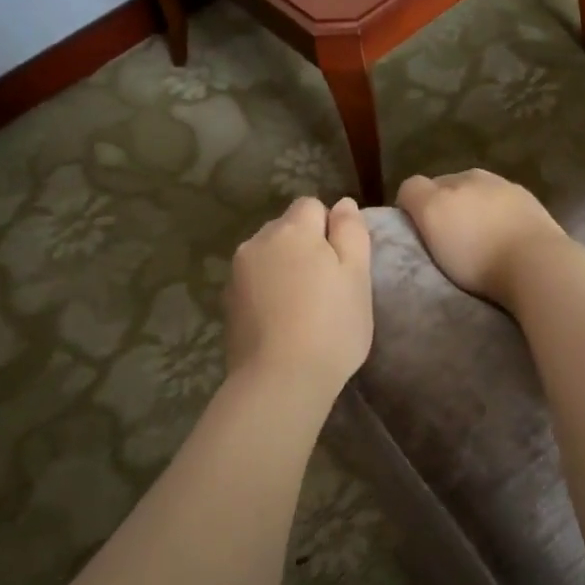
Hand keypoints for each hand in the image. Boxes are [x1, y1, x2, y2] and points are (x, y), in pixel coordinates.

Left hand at [226, 196, 372, 398]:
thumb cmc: (331, 326)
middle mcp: (257, 242)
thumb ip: (351, 232)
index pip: (312, 206)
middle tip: (327, 288)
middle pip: (286, 230)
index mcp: (292, 230)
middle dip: (305, 247)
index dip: (330, 229)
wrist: (280, 380)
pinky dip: (267, 293)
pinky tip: (281, 323)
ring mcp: (236, 274)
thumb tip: (343, 204)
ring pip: (267, 257)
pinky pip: (253, 283)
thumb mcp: (357, 276)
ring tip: (302, 308)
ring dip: (283, 269)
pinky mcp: (227, 304)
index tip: (342, 263)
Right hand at [395, 170, 567, 309]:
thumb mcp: (432, 220)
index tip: (417, 232)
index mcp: (447, 183)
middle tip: (449, 237)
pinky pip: (507, 208)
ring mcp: (508, 189)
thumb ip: (416, 196)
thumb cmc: (476, 252)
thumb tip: (412, 193)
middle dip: (446, 205)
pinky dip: (501, 218)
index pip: (416, 186)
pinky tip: (506, 240)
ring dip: (476, 209)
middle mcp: (476, 177)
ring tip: (481, 239)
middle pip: (450, 186)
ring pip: (480, 194)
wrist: (536, 264)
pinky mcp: (533, 206)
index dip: (411, 205)